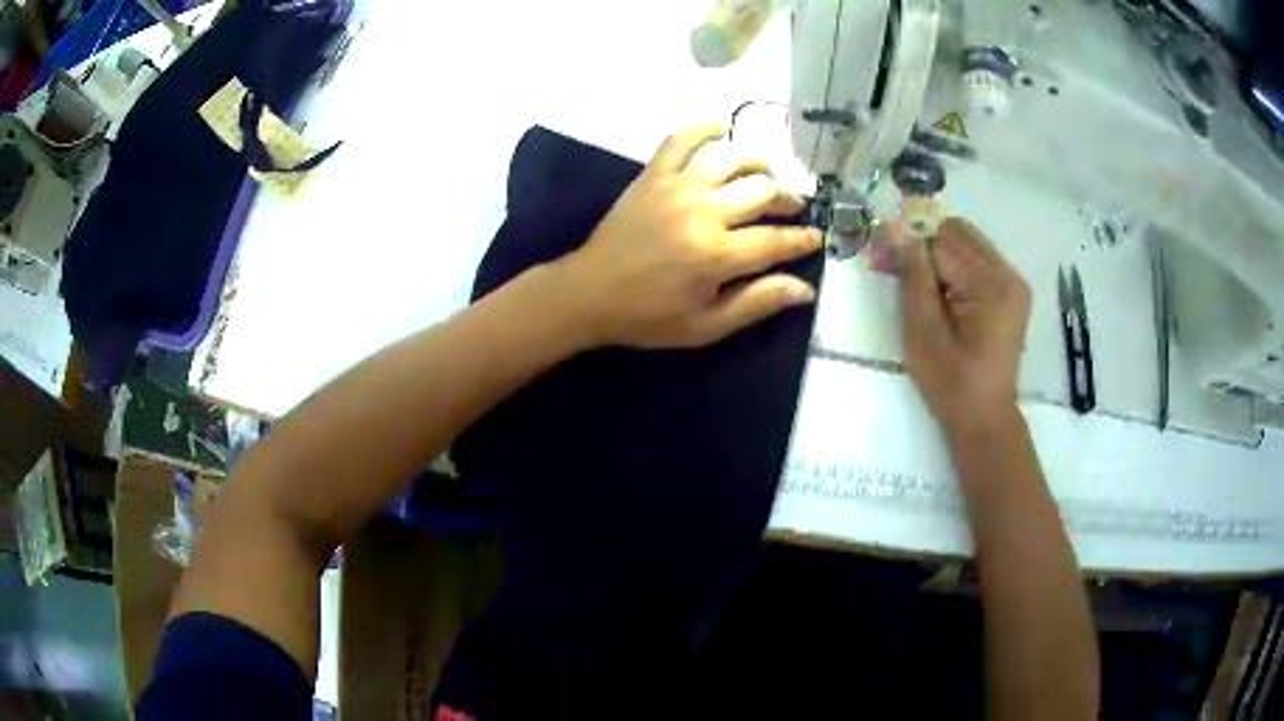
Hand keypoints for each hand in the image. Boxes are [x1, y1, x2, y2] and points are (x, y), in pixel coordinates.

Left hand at [553, 124, 822, 348]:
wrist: (589, 293)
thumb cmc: (649, 316)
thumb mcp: (706, 326)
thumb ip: (757, 303)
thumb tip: (805, 288)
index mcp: (718, 255)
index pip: (777, 239)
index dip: (803, 239)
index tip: (817, 237)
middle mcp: (703, 212)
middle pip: (763, 191)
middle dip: (788, 199)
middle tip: (793, 208)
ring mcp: (677, 187)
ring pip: (732, 158)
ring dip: (758, 163)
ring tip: (767, 175)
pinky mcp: (653, 176)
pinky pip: (680, 140)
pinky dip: (703, 128)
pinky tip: (722, 129)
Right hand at [896, 217, 1031, 432]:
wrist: (985, 418)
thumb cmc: (950, 383)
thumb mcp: (922, 333)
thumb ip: (913, 277)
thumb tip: (898, 232)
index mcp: (989, 285)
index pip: (941, 239)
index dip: (912, 246)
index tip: (889, 264)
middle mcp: (1008, 273)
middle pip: (958, 230)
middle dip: (929, 245)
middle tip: (909, 278)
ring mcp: (1014, 281)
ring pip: (969, 241)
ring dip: (943, 255)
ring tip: (930, 291)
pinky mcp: (1013, 291)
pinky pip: (980, 258)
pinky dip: (959, 267)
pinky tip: (949, 296)